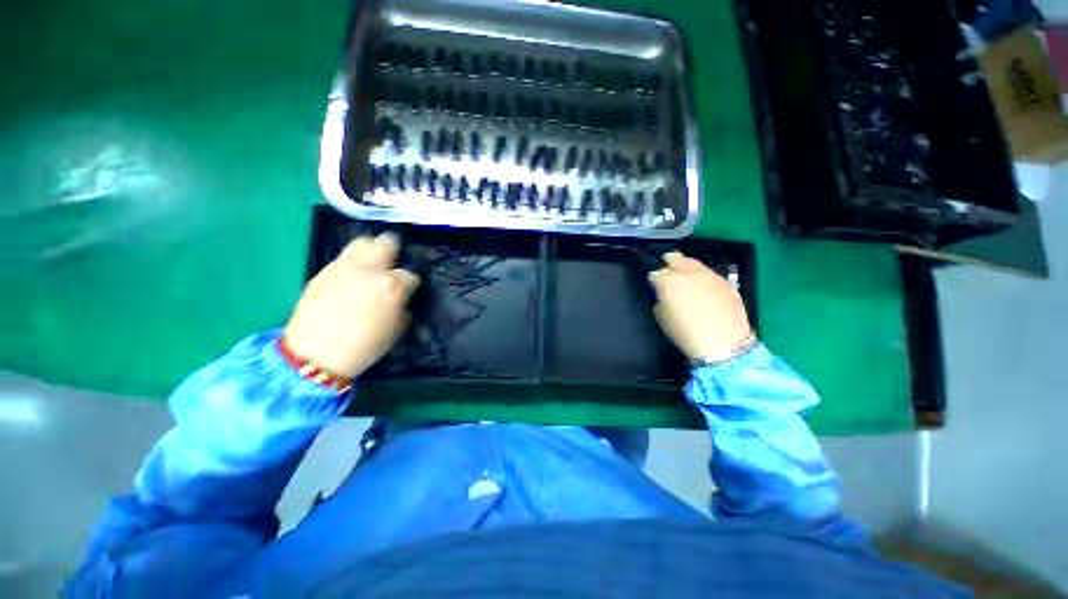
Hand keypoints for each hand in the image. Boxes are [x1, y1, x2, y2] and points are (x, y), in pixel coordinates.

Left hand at [284, 233, 418, 378]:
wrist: (317, 354)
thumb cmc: (366, 345)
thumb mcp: (396, 329)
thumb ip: (402, 307)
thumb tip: (401, 299)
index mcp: (392, 285)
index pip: (410, 275)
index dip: (411, 283)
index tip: (409, 290)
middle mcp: (371, 269)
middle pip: (386, 243)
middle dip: (394, 248)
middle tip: (394, 259)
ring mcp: (345, 267)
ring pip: (362, 242)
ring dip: (371, 249)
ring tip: (371, 263)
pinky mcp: (324, 270)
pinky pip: (343, 258)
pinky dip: (352, 262)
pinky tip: (351, 277)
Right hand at [650, 251, 752, 361]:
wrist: (723, 343)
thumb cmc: (685, 333)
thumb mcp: (662, 318)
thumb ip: (660, 300)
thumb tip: (664, 296)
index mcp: (669, 281)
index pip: (655, 273)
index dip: (653, 281)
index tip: (655, 288)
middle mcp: (688, 272)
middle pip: (674, 257)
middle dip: (668, 263)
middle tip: (668, 274)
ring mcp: (709, 275)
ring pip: (694, 263)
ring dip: (686, 269)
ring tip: (686, 281)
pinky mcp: (725, 282)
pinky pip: (709, 274)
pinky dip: (703, 278)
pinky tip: (704, 291)